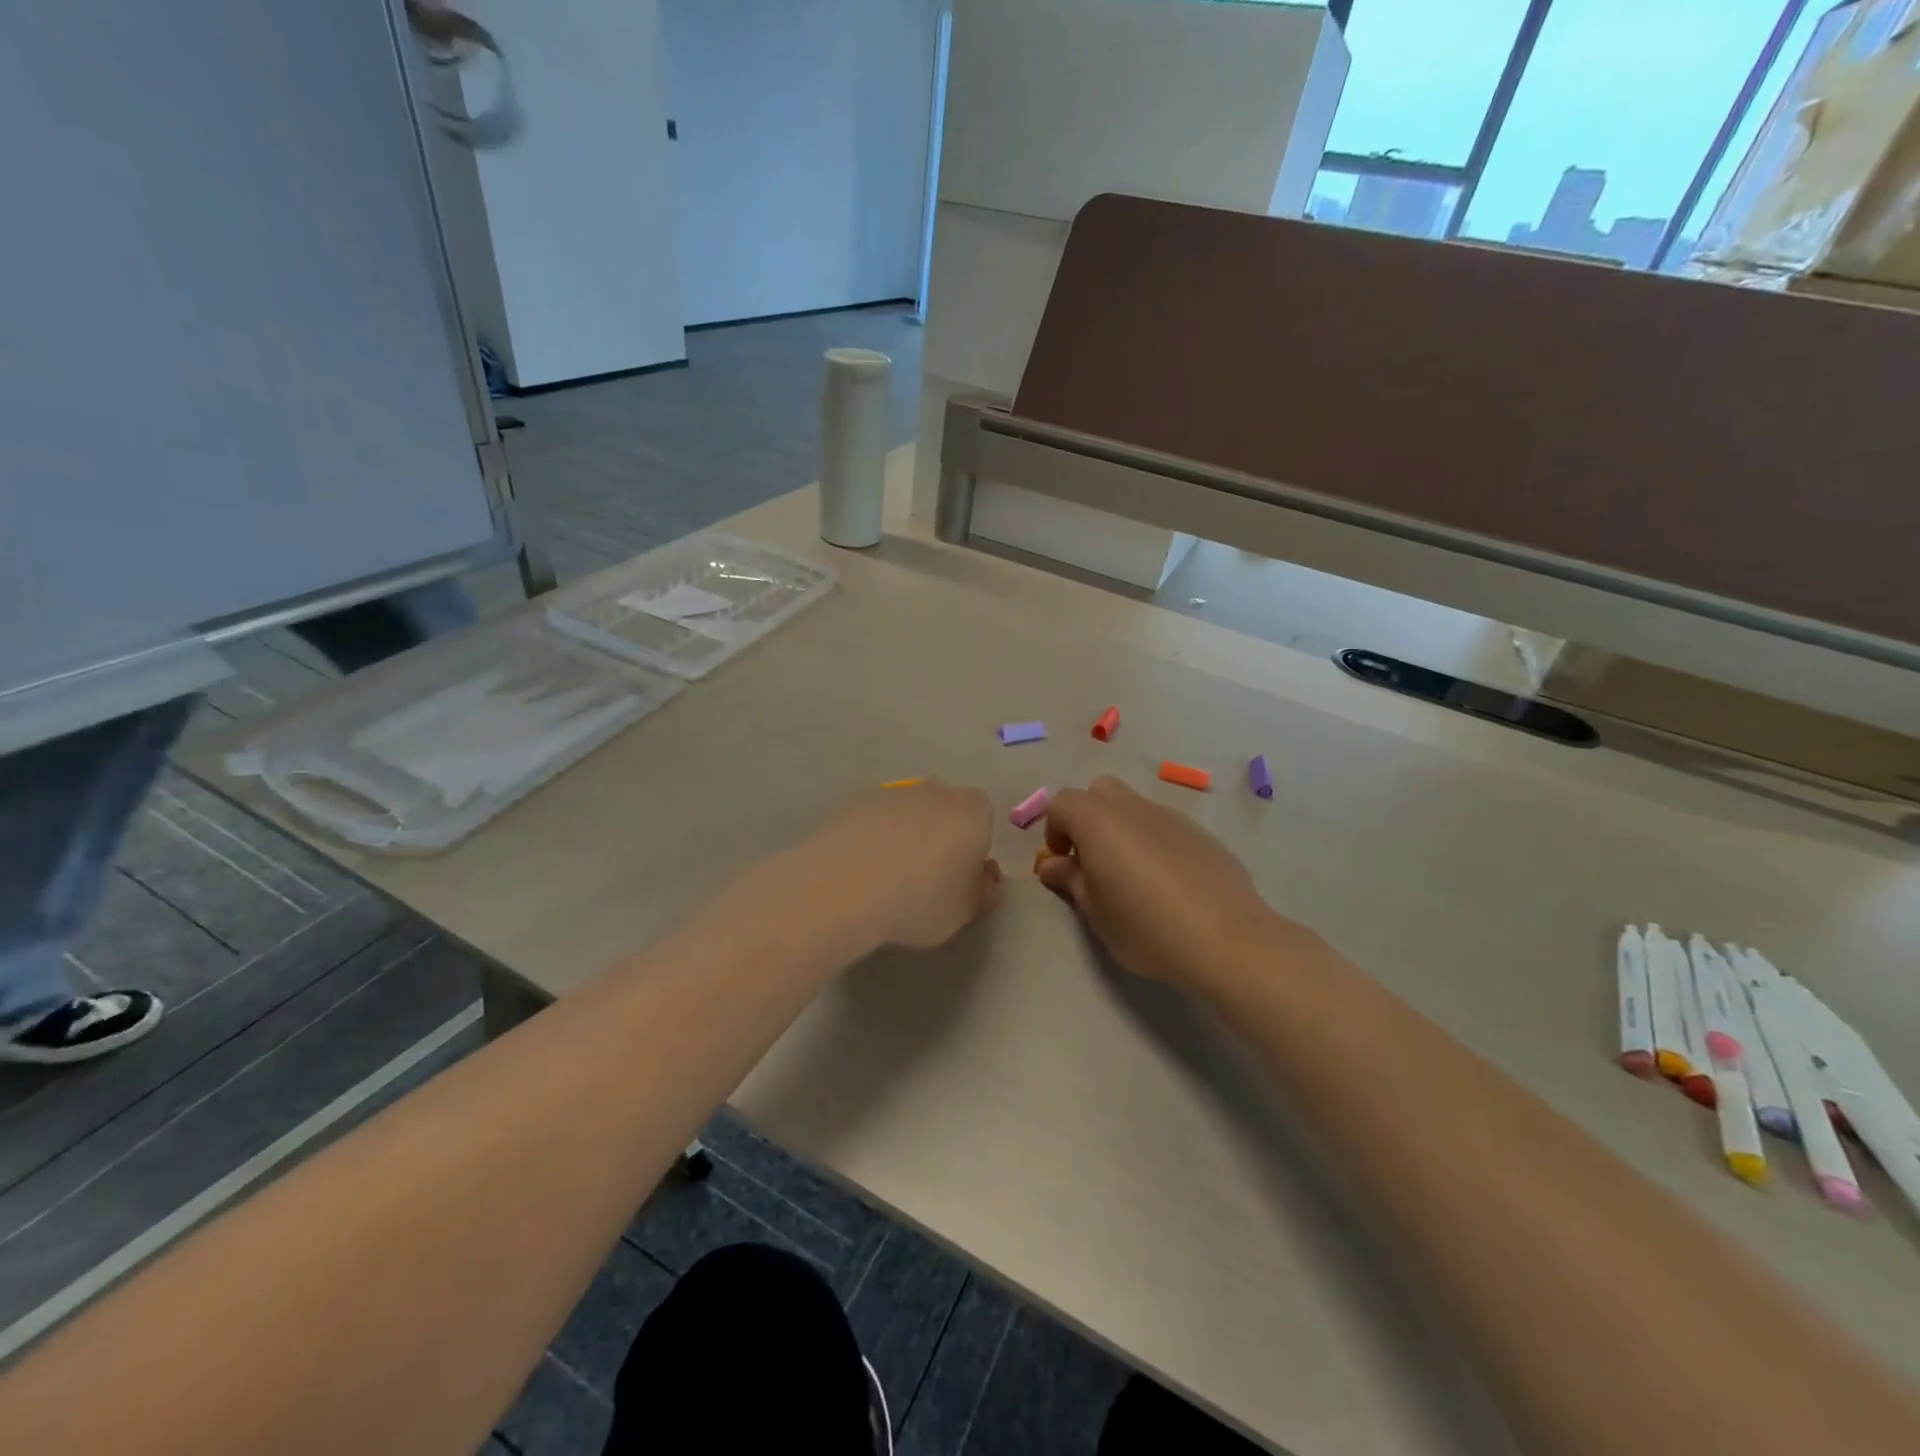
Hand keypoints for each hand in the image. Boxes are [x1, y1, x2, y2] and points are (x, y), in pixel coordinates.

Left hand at [802, 781, 1002, 949]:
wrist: (843, 889)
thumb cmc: (918, 901)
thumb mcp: (964, 912)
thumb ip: (981, 892)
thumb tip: (983, 879)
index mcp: (972, 812)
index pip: (983, 821)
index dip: (973, 850)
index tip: (960, 879)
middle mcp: (935, 791)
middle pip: (945, 810)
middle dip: (939, 837)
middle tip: (926, 879)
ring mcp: (891, 793)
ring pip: (908, 814)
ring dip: (904, 836)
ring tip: (886, 879)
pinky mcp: (853, 802)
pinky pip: (874, 820)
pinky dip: (872, 838)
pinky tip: (859, 871)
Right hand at [1037, 776, 1310, 993]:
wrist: (1226, 939)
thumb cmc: (1145, 927)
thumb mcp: (1095, 912)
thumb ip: (1070, 880)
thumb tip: (1052, 864)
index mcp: (1098, 821)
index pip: (1061, 804)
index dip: (1053, 831)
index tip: (1062, 866)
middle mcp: (1132, 807)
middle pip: (1098, 792)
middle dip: (1087, 818)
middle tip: (1092, 862)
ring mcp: (1170, 816)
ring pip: (1134, 807)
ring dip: (1121, 830)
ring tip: (1131, 877)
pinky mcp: (1200, 834)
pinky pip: (1163, 826)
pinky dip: (1153, 842)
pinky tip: (1166, 884)